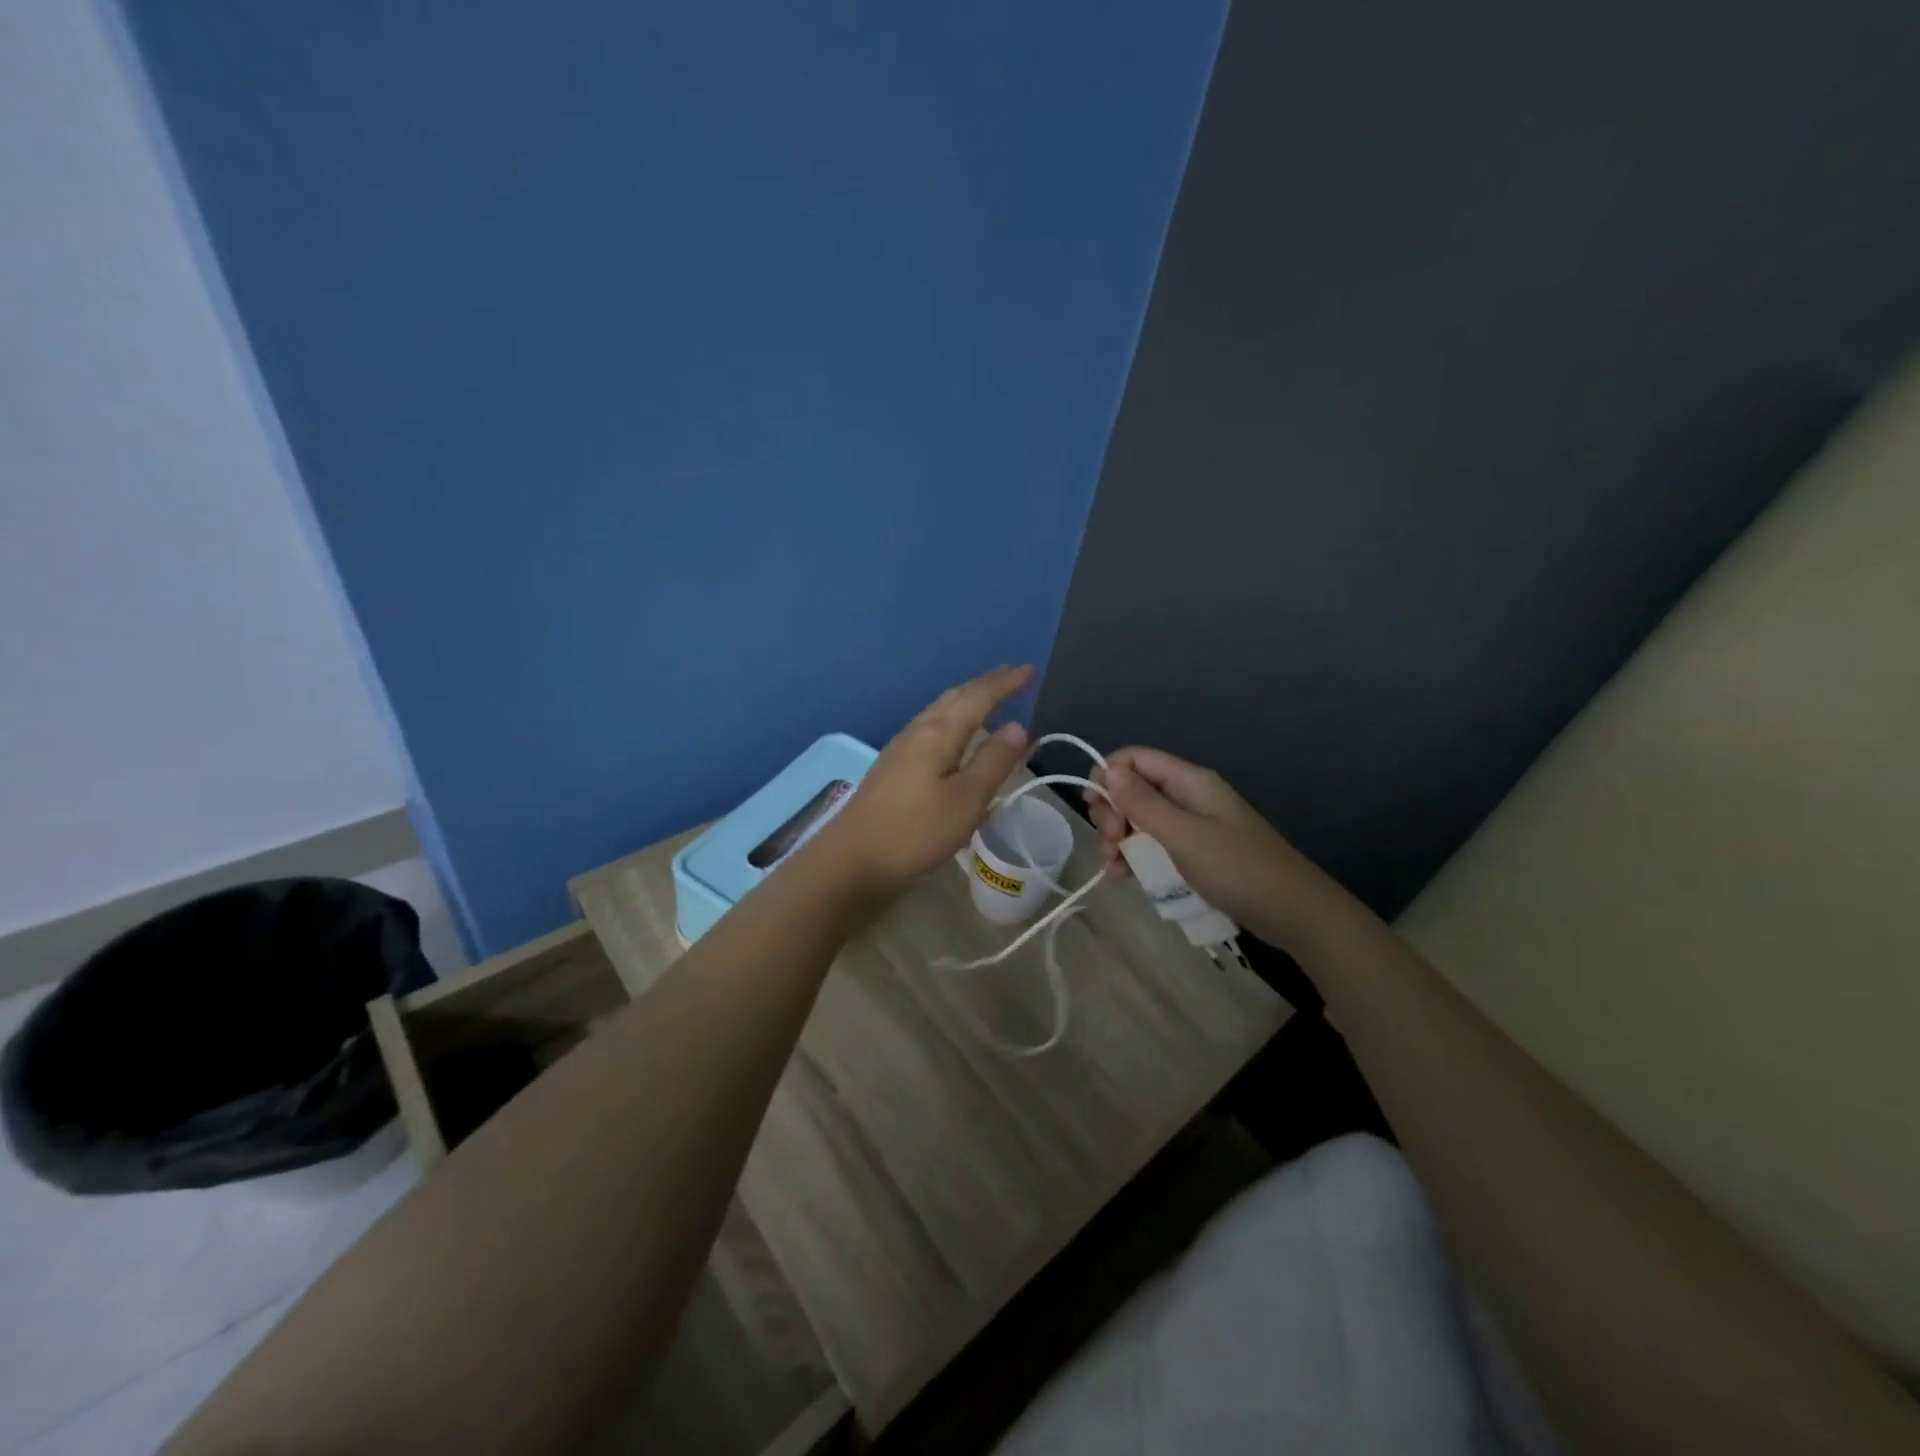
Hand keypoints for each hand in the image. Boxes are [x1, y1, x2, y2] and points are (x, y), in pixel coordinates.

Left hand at [814, 665, 1033, 895]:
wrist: (852, 861)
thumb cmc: (915, 832)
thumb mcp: (966, 800)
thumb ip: (993, 761)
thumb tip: (1018, 725)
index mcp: (938, 734)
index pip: (978, 698)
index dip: (1005, 683)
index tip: (1030, 670)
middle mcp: (917, 732)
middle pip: (955, 698)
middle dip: (984, 686)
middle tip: (1011, 676)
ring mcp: (900, 750)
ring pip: (939, 712)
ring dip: (966, 701)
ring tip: (986, 700)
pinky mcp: (892, 769)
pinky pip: (929, 729)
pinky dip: (951, 721)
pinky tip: (953, 738)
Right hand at [1088, 746, 1333, 950]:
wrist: (1293, 912)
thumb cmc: (1236, 868)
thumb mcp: (1182, 835)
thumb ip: (1142, 802)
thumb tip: (1107, 770)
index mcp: (1189, 781)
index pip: (1134, 759)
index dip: (1107, 776)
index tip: (1094, 809)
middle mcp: (1188, 796)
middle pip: (1134, 790)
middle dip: (1112, 813)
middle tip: (1111, 844)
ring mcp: (1192, 826)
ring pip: (1141, 820)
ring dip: (1120, 839)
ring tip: (1115, 867)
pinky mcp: (1195, 853)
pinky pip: (1155, 846)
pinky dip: (1136, 857)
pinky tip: (1124, 877)